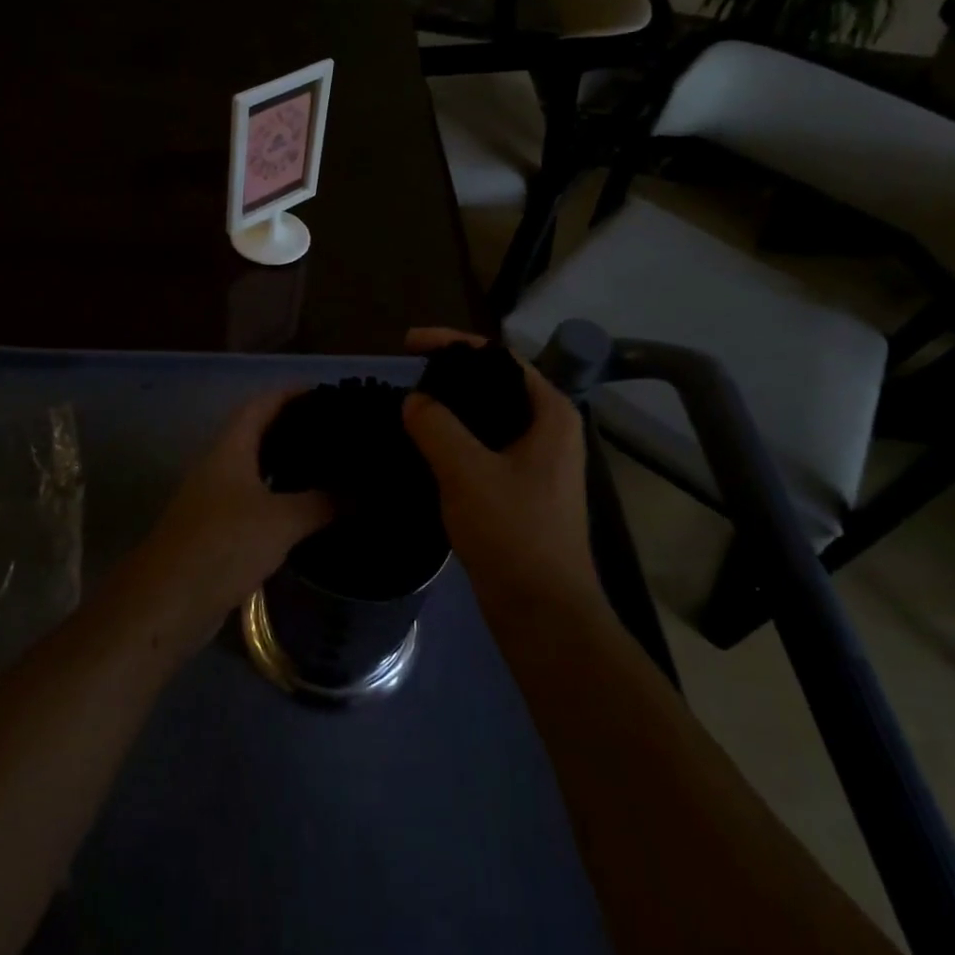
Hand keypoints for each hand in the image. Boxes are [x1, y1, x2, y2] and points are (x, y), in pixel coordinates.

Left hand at [127, 391, 334, 651]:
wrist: (167, 603)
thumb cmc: (223, 545)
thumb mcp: (281, 521)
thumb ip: (324, 502)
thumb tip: (365, 491)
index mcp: (230, 448)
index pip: (262, 404)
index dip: (292, 393)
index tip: (329, 393)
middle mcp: (219, 466)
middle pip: (258, 433)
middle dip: (295, 428)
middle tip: (338, 432)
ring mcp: (214, 498)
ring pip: (256, 469)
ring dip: (288, 465)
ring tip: (331, 467)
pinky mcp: (216, 530)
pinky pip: (254, 501)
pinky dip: (280, 498)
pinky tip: (306, 511)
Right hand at [401, 329, 598, 612]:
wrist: (542, 610)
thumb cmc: (513, 532)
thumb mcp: (467, 471)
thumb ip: (436, 425)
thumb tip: (414, 400)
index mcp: (549, 412)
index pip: (497, 358)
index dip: (452, 343)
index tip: (408, 343)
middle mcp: (549, 428)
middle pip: (493, 385)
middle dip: (449, 375)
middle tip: (405, 373)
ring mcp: (537, 461)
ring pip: (487, 418)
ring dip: (450, 409)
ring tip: (407, 404)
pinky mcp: (521, 488)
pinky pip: (483, 447)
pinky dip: (454, 439)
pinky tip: (422, 444)